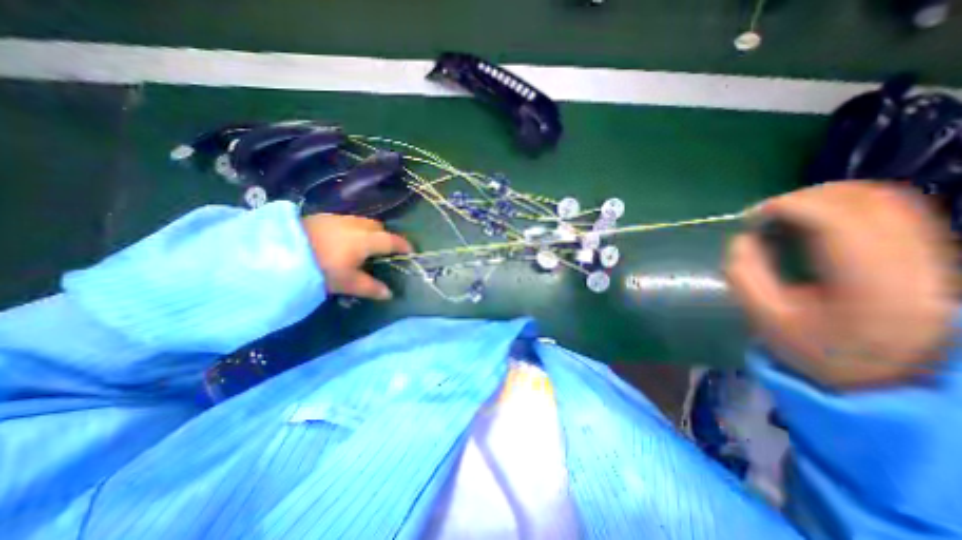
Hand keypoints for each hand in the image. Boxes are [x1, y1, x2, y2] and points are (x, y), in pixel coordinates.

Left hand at [301, 213, 410, 299]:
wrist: (279, 251)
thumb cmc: (320, 268)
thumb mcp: (347, 282)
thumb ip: (370, 287)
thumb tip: (389, 294)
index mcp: (366, 240)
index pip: (392, 241)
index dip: (403, 246)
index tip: (411, 251)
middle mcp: (357, 225)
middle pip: (379, 227)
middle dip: (385, 236)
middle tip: (383, 250)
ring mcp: (339, 219)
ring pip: (363, 222)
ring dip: (369, 232)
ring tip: (362, 245)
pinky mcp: (323, 217)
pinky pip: (347, 221)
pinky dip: (352, 229)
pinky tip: (342, 240)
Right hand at [729, 181, 952, 388]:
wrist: (888, 376)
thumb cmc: (817, 350)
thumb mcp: (765, 318)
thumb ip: (744, 274)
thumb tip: (742, 237)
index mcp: (871, 286)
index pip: (836, 222)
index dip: (788, 206)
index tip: (752, 215)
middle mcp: (917, 263)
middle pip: (866, 200)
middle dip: (804, 197)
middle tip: (766, 214)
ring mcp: (935, 255)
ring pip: (885, 198)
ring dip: (826, 197)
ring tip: (788, 214)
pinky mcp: (934, 252)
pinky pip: (894, 208)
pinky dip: (848, 204)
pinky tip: (818, 219)